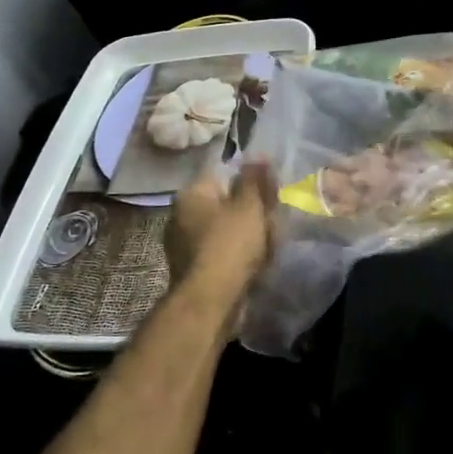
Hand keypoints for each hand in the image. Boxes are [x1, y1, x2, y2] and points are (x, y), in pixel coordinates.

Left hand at [167, 162, 277, 288]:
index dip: (250, 183)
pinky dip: (236, 254)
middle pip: (223, 203)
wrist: (211, 300)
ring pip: (223, 229)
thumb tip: (257, 154)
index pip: (223, 175)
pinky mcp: (191, 268)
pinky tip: (254, 263)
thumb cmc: (230, 244)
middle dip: (249, 211)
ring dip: (245, 234)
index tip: (271, 195)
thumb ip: (254, 179)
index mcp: (191, 194)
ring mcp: (182, 244)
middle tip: (273, 221)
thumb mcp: (249, 206)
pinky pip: (219, 251)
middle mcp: (180, 215)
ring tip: (268, 244)